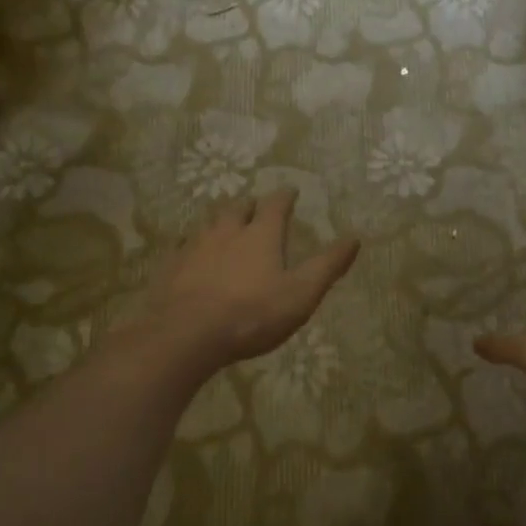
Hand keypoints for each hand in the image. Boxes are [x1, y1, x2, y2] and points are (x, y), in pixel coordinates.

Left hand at [140, 190, 358, 374]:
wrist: (187, 334)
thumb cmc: (252, 314)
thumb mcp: (301, 294)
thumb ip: (327, 266)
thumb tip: (354, 238)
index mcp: (261, 235)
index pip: (276, 205)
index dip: (285, 197)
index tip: (291, 192)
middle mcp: (226, 232)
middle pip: (238, 208)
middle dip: (250, 205)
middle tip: (256, 206)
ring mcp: (194, 247)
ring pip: (208, 223)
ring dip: (220, 220)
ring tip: (225, 224)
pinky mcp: (171, 267)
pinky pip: (182, 246)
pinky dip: (192, 245)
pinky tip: (191, 253)